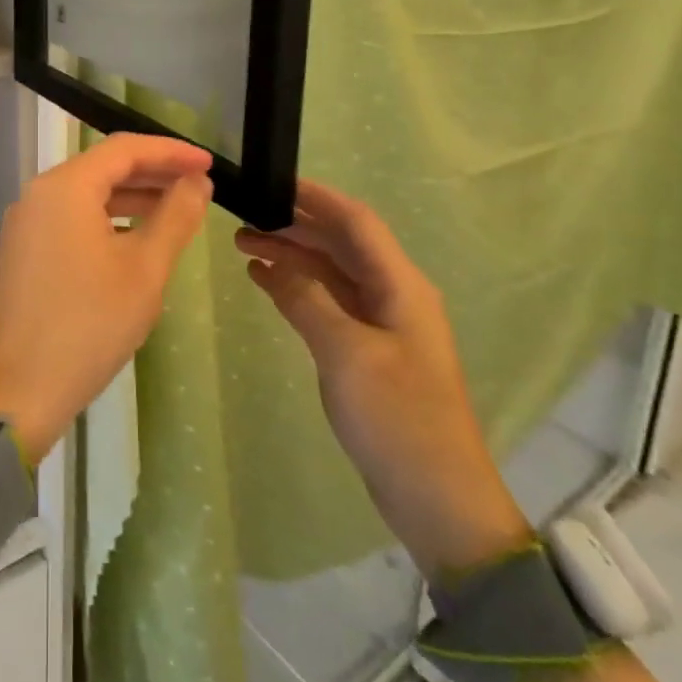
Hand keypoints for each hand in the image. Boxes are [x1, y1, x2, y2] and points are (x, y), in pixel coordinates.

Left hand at [0, 134, 212, 460]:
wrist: (20, 390)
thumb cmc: (89, 324)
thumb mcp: (144, 269)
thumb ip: (175, 216)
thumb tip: (197, 183)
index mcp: (65, 187)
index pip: (124, 149)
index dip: (170, 151)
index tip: (208, 165)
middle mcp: (38, 194)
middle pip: (103, 167)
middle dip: (153, 173)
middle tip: (198, 185)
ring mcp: (26, 223)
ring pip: (87, 195)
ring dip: (131, 198)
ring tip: (175, 211)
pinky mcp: (23, 251)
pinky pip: (71, 219)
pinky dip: (106, 220)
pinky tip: (135, 240)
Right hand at [236, 180, 529, 578]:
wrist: (438, 500)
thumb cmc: (398, 419)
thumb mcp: (346, 354)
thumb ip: (307, 299)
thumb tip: (272, 262)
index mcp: (400, 286)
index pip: (356, 222)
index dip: (316, 198)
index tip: (272, 182)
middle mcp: (393, 295)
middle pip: (340, 244)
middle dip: (294, 227)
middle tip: (242, 219)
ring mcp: (380, 324)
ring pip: (331, 273)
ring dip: (291, 256)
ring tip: (244, 246)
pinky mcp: (367, 350)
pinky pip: (328, 303)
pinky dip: (297, 288)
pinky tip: (265, 282)